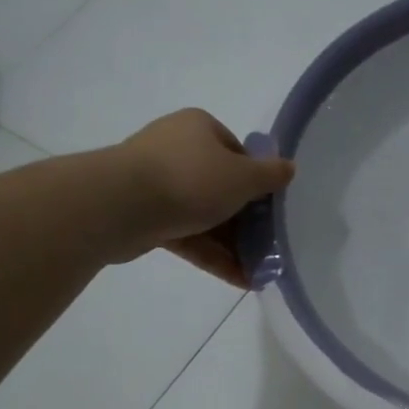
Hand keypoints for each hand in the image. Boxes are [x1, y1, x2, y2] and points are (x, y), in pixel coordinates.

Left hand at [112, 109, 293, 283]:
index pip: (237, 152)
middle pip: (222, 187)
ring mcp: (158, 185)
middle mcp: (177, 150)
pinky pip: (188, 236)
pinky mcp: (146, 218)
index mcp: (199, 129)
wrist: (119, 205)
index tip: (271, 208)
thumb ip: (270, 175)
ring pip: (205, 215)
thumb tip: (289, 168)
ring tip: (259, 271)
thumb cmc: (190, 180)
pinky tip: (239, 279)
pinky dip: (212, 255)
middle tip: (269, 245)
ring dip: (233, 244)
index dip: (257, 180)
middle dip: (247, 220)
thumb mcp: (243, 176)